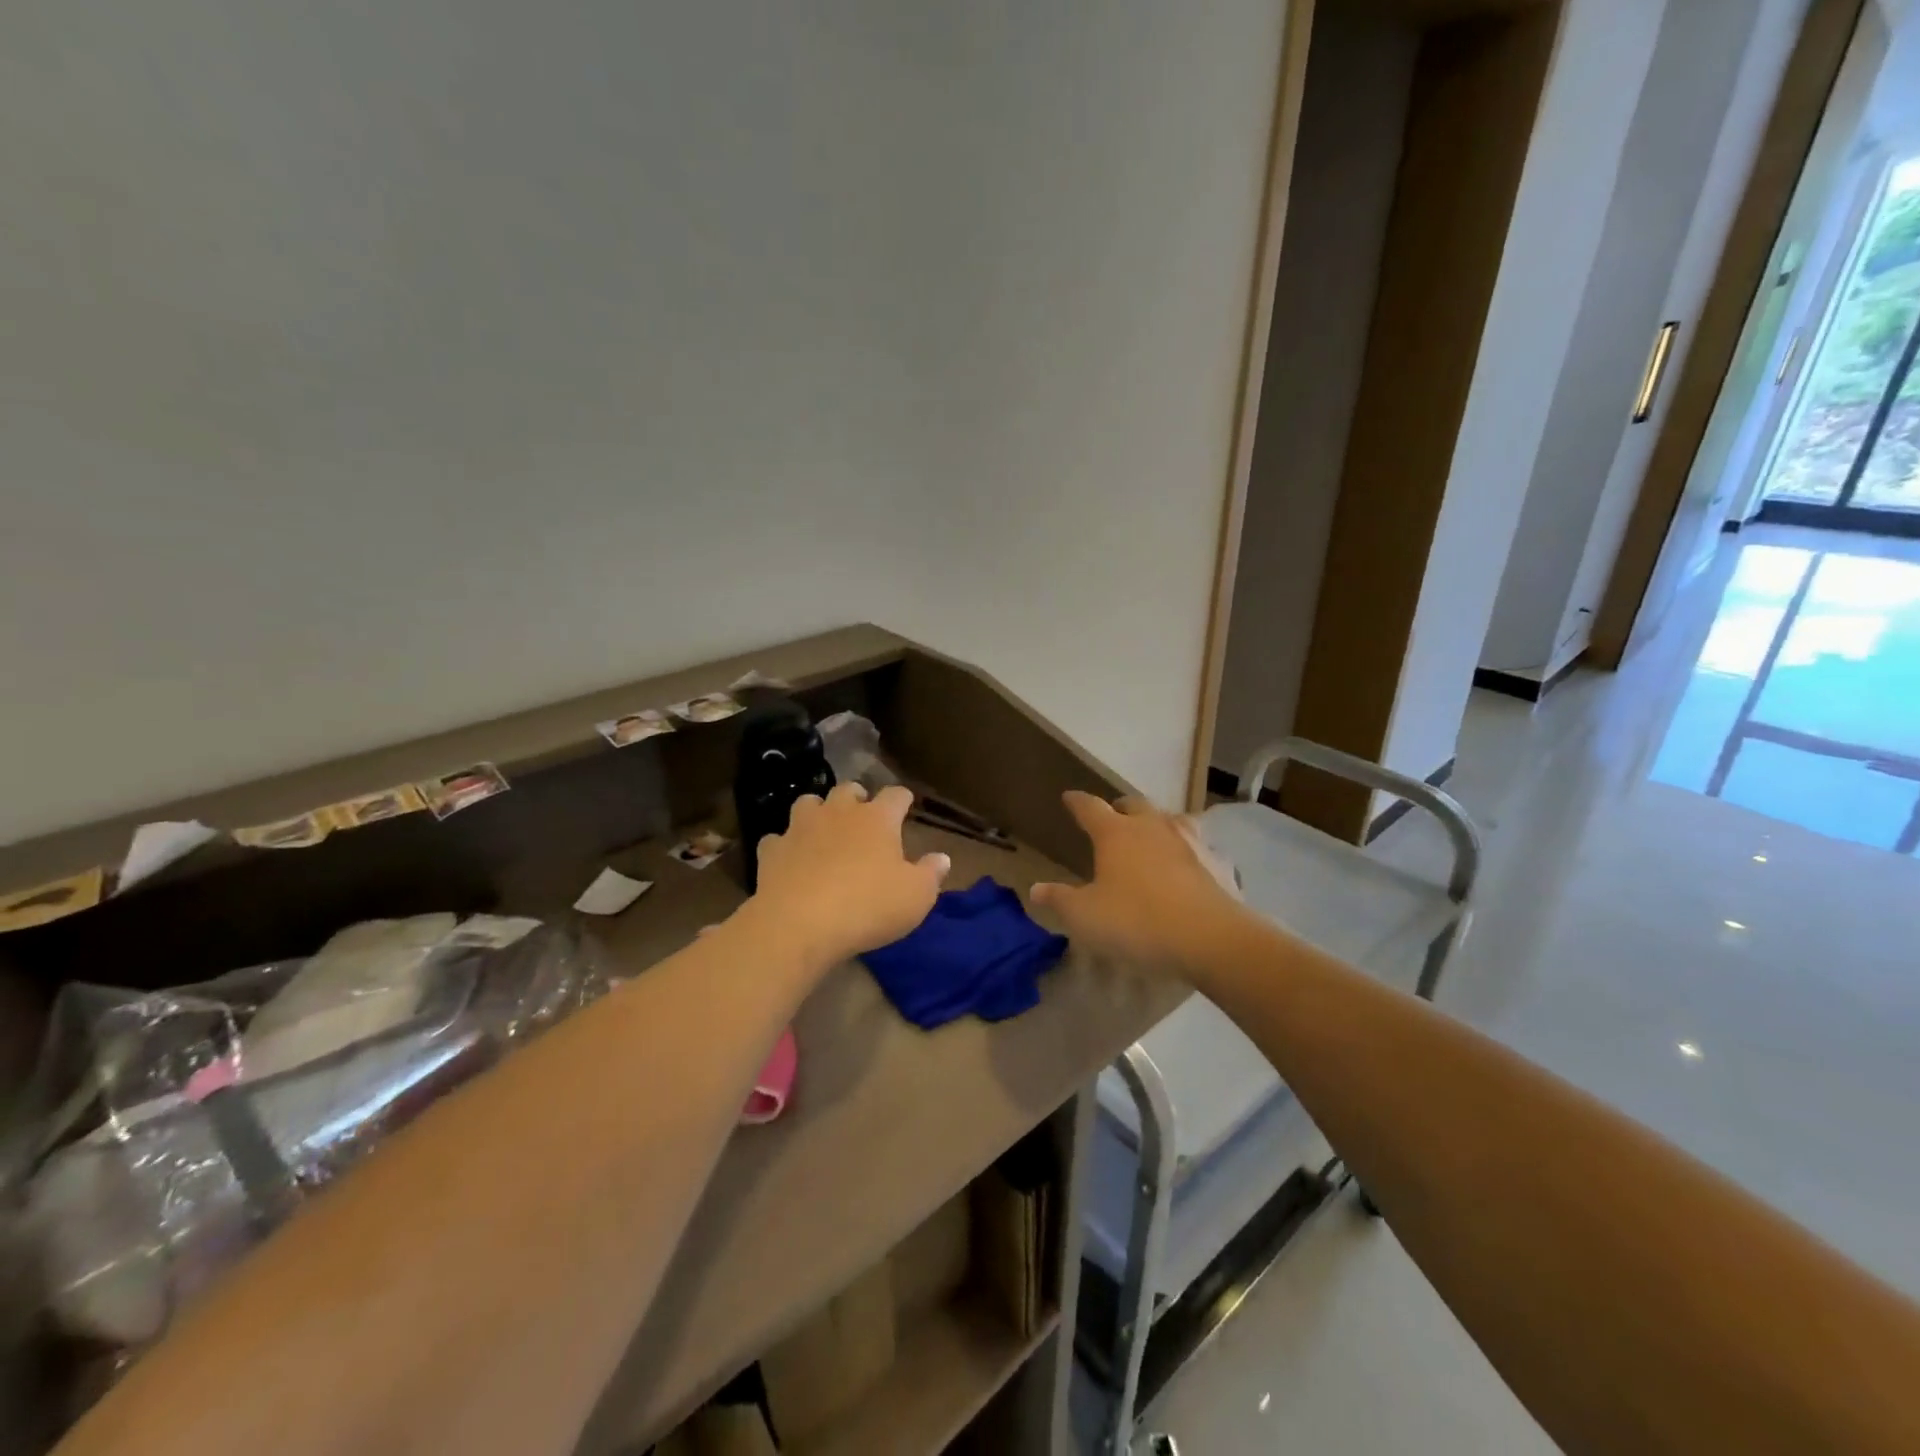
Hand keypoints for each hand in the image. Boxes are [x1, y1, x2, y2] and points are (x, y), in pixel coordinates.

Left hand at [747, 783, 949, 968]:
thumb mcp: (916, 897)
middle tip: (862, 815)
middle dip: (857, 798)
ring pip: (808, 803)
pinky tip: (789, 859)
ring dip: (818, 812)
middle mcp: (838, 813)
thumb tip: (942, 857)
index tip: (906, 804)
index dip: (902, 799)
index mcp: (877, 819)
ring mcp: (801, 828)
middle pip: (848, 790)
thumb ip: (931, 874)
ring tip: (823, 828)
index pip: (895, 795)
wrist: (800, 925)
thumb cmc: (868, 907)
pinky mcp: (772, 850)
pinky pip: (778, 839)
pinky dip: (785, 845)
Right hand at [1032, 792, 1248, 976]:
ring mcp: (1188, 842)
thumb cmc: (1137, 921)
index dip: (1077, 802)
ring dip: (1156, 822)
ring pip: (1170, 818)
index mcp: (1115, 833)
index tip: (1068, 797)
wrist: (1209, 938)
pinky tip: (1189, 863)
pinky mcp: (1216, 862)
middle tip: (1111, 815)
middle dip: (1120, 807)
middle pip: (1133, 804)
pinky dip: (1188, 850)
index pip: (1090, 807)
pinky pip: (1199, 846)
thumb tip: (1036, 889)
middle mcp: (1151, 827)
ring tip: (1151, 832)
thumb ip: (1060, 899)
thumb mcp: (1086, 916)